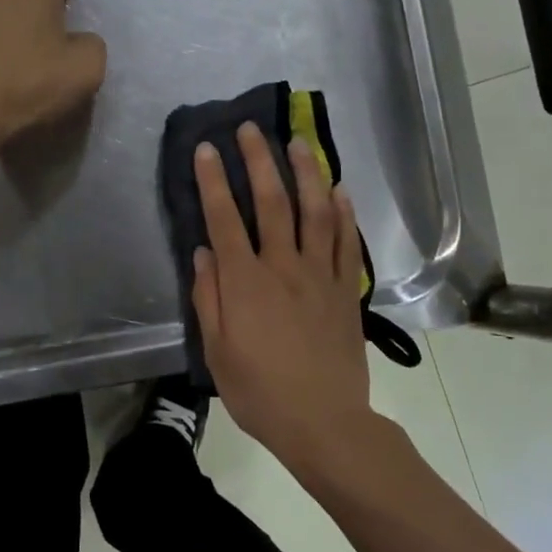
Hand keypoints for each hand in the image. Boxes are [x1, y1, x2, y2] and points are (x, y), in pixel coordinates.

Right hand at [191, 122, 375, 469]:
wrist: (324, 423)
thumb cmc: (260, 392)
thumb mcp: (218, 353)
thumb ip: (209, 298)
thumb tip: (203, 252)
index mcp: (246, 283)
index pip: (224, 219)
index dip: (213, 180)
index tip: (206, 148)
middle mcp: (284, 267)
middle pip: (271, 202)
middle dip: (258, 160)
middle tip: (250, 128)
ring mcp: (321, 275)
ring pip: (315, 212)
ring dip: (305, 173)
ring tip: (297, 143)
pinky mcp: (347, 290)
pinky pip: (348, 243)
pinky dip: (344, 213)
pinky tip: (339, 190)